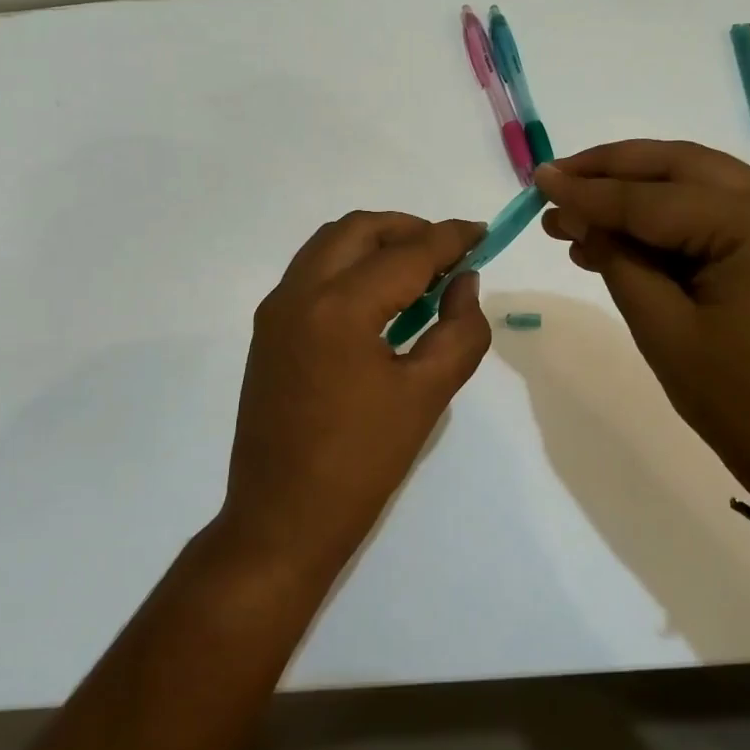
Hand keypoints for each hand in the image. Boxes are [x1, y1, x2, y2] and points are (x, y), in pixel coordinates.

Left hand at [219, 211, 491, 578]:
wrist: (282, 519)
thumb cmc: (363, 462)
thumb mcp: (428, 395)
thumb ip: (460, 329)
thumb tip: (464, 282)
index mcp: (341, 307)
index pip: (407, 253)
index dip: (450, 238)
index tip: (482, 233)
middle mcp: (299, 292)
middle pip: (359, 229)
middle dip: (408, 230)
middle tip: (448, 253)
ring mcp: (276, 310)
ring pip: (329, 244)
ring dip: (375, 243)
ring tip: (416, 271)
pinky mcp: (267, 330)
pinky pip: (311, 272)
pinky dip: (348, 266)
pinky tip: (378, 300)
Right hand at [536, 141, 749, 537]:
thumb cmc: (745, 406)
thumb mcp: (666, 332)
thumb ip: (618, 261)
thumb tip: (575, 216)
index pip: (653, 199)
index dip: (589, 191)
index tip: (537, 180)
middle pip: (682, 168)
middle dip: (614, 169)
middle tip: (556, 177)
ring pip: (701, 185)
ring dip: (639, 192)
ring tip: (577, 210)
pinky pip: (722, 215)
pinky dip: (672, 220)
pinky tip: (624, 239)